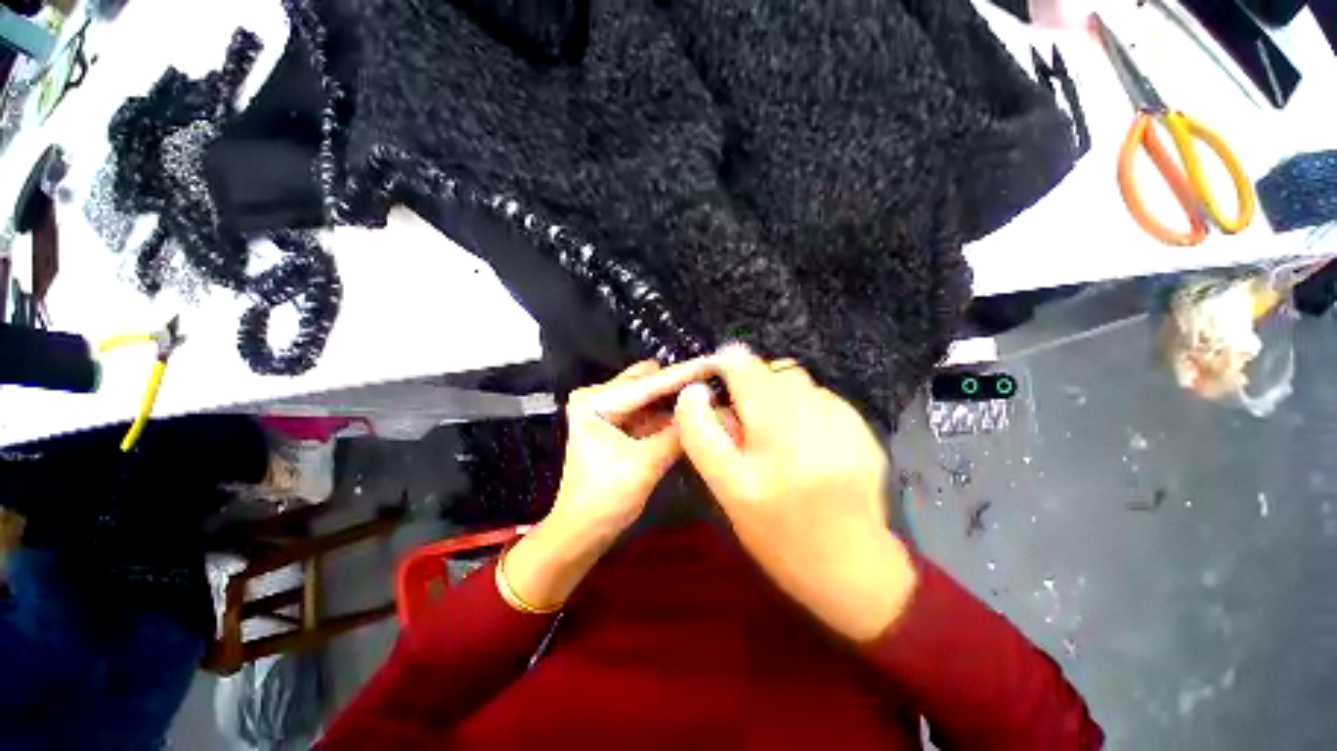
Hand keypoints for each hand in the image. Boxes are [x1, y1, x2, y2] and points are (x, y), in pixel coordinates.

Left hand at [502, 358, 714, 611]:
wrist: (581, 532)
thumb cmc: (605, 500)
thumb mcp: (646, 464)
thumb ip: (679, 434)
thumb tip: (713, 409)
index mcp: (596, 401)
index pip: (649, 384)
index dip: (685, 374)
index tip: (715, 362)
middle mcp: (599, 396)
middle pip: (649, 381)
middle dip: (681, 383)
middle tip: (715, 384)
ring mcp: (607, 409)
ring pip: (651, 394)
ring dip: (677, 398)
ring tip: (710, 396)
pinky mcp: (617, 423)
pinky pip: (649, 410)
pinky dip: (669, 413)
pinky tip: (693, 414)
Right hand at [674, 345, 917, 641]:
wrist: (851, 570)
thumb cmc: (777, 535)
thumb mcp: (726, 491)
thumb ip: (704, 436)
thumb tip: (696, 392)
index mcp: (768, 446)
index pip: (742, 372)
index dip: (724, 365)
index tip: (717, 379)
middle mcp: (810, 429)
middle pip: (772, 371)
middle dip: (751, 384)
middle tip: (747, 417)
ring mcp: (845, 428)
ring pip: (798, 381)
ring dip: (779, 394)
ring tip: (777, 429)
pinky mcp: (866, 433)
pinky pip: (823, 396)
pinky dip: (806, 406)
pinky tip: (808, 439)